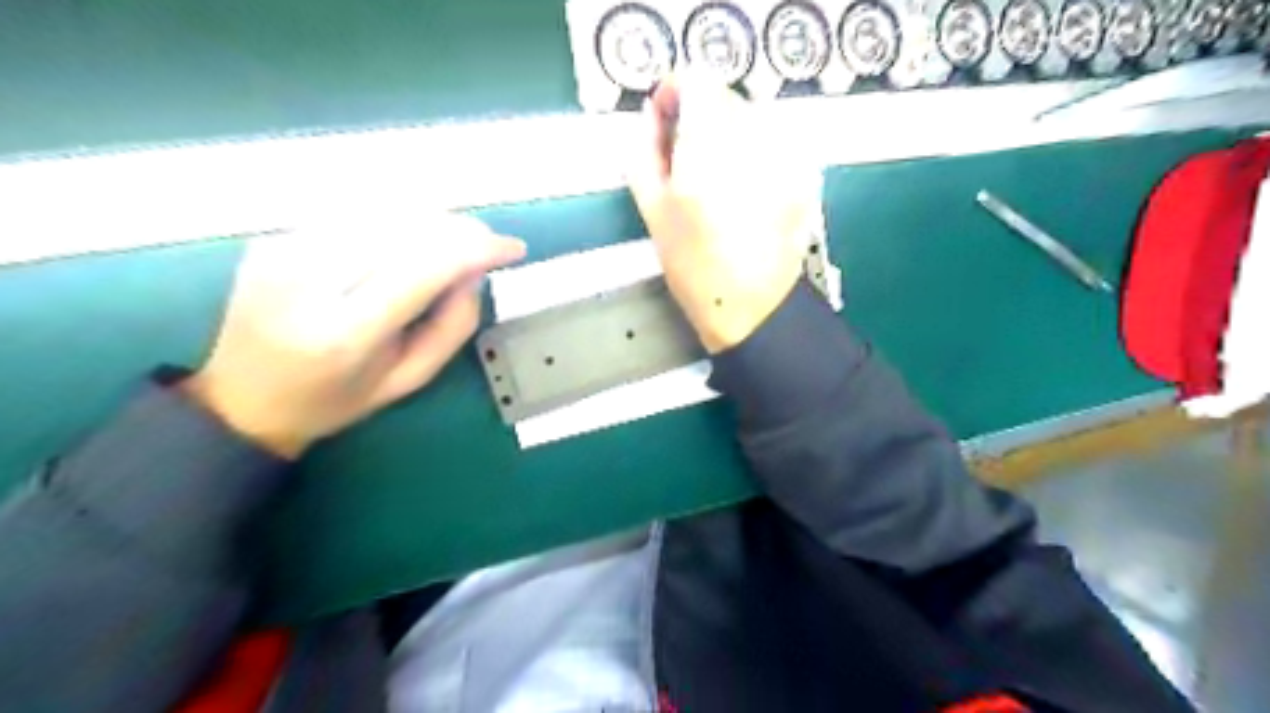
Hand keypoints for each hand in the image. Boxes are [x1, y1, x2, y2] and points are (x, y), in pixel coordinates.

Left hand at [183, 214, 525, 456]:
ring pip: (381, 212)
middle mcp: (309, 280)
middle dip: (459, 229)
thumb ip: (452, 326)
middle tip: (486, 246)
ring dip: (431, 220)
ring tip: (453, 243)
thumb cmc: (336, 399)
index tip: (512, 248)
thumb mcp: (408, 380)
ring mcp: (284, 251)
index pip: (424, 268)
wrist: (242, 399)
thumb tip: (474, 272)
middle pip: (405, 228)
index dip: (476, 249)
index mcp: (345, 332)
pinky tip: (408, 240)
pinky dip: (394, 221)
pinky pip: (352, 214)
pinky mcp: (273, 238)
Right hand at [625, 76, 823, 352]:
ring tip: (713, 179)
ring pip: (749, 119)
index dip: (675, 93)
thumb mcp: (652, 211)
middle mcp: (752, 141)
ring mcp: (784, 156)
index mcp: (709, 148)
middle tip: (683, 157)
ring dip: (726, 134)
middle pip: (725, 97)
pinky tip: (741, 191)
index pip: (696, 81)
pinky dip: (751, 153)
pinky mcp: (801, 174)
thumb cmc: (694, 267)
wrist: (751, 308)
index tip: (663, 120)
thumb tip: (650, 117)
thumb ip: (643, 153)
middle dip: (699, 116)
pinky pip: (770, 143)